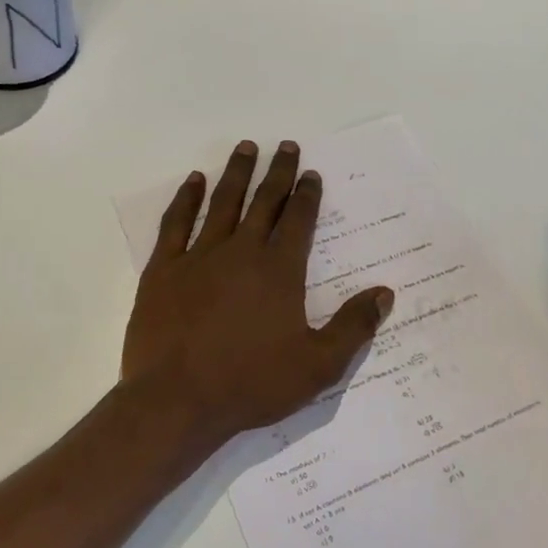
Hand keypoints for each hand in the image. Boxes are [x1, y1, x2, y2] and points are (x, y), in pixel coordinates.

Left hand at [123, 141, 393, 443]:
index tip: (311, 174)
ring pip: (222, 203)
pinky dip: (186, 199)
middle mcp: (241, 252)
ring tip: (246, 147)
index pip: (298, 221)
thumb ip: (353, 327)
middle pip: (264, 201)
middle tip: (285, 146)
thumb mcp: (318, 366)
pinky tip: (194, 181)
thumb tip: (385, 294)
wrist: (176, 402)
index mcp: (279, 271)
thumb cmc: (250, 384)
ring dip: (236, 173)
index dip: (307, 195)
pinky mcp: (163, 270)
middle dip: (278, 172)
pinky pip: (176, 223)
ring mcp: (198, 257)